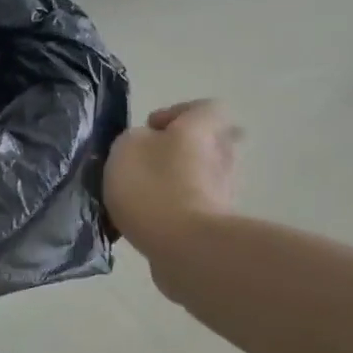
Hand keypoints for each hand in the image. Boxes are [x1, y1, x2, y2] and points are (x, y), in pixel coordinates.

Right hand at [103, 99, 240, 257]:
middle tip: (148, 162)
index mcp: (202, 128)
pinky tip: (150, 222)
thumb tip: (146, 145)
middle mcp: (223, 154)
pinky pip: (195, 207)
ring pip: (201, 176)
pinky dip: (176, 210)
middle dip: (179, 150)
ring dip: (177, 181)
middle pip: (207, 143)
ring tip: (143, 197)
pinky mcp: (218, 224)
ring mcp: (225, 192)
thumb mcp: (126, 147)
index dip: (176, 113)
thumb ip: (135, 139)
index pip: (204, 107)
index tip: (149, 129)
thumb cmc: (153, 186)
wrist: (185, 246)